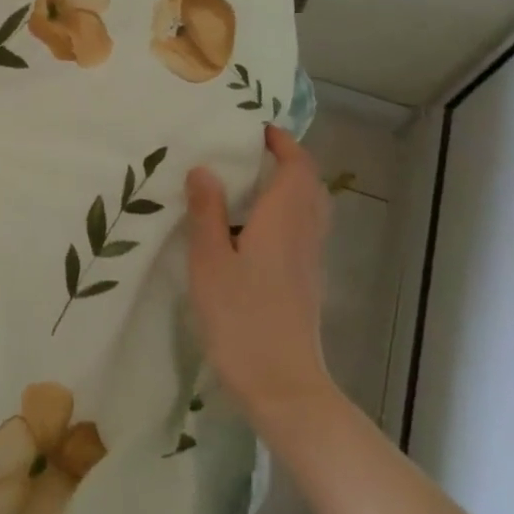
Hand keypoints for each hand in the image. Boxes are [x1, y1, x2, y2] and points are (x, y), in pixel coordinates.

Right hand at [184, 124, 338, 421]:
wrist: (282, 385)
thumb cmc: (241, 318)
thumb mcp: (210, 261)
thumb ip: (207, 212)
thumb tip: (204, 168)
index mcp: (283, 220)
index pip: (297, 167)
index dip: (283, 143)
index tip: (257, 128)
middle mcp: (304, 234)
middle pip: (309, 185)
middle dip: (288, 161)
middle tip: (251, 152)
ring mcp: (309, 261)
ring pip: (310, 209)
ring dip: (289, 187)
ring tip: (249, 184)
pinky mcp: (306, 283)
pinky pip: (303, 230)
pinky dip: (286, 213)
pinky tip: (252, 230)